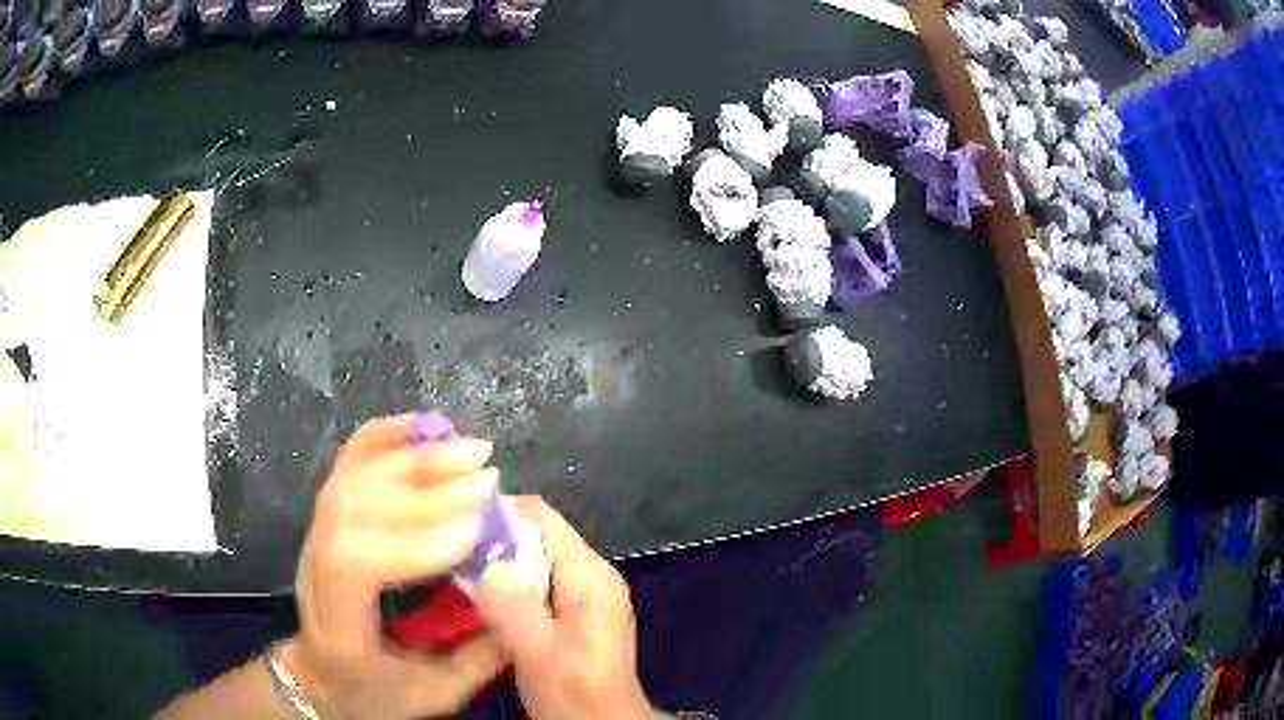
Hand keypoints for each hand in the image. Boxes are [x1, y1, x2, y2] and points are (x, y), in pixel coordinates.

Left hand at [287, 415, 505, 718]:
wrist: (321, 675)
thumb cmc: (375, 692)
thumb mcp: (434, 694)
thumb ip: (480, 655)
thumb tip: (523, 594)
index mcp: (337, 622)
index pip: (356, 563)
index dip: (413, 543)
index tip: (475, 532)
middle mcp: (317, 566)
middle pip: (354, 506)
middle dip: (424, 488)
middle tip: (488, 476)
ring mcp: (317, 531)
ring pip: (354, 476)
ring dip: (413, 457)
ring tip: (470, 449)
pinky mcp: (329, 514)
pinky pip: (349, 461)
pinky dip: (385, 435)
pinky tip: (424, 426)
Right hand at [474, 498, 652, 719]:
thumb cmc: (576, 694)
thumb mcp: (540, 652)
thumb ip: (512, 605)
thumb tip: (484, 559)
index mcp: (590, 576)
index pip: (541, 516)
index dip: (497, 514)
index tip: (454, 528)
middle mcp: (589, 578)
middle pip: (533, 538)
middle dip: (491, 545)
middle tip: (448, 557)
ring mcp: (580, 599)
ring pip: (529, 565)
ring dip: (494, 571)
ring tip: (455, 578)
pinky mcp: (569, 619)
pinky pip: (531, 589)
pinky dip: (504, 592)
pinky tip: (478, 607)